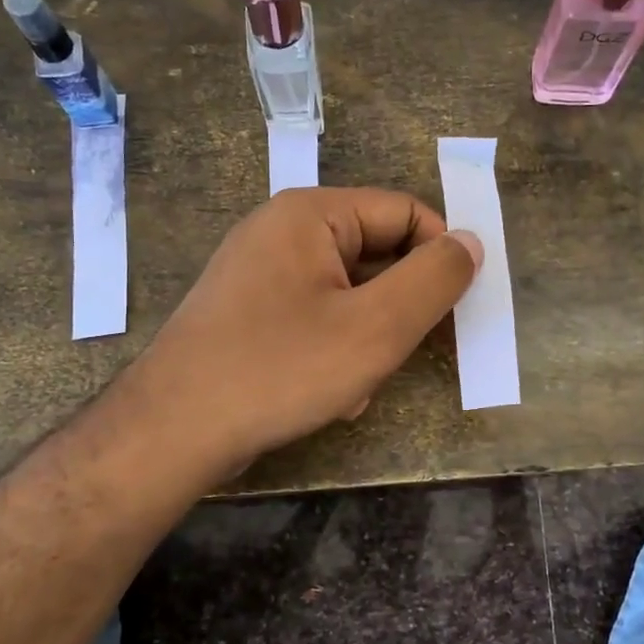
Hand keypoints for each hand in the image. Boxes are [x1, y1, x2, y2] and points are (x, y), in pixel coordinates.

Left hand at [117, 187, 482, 478]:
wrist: (173, 432)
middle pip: (376, 254)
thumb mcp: (376, 327)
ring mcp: (260, 273)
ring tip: (354, 384)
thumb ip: (433, 280)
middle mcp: (282, 230)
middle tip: (396, 354)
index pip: (406, 212)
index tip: (454, 310)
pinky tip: (327, 394)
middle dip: (396, 309)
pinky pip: (315, 318)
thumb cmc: (281, 369)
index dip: (439, 257)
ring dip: (366, 339)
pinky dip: (334, 351)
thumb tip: (470, 242)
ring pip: (348, 294)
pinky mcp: (248, 312)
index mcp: (311, 214)